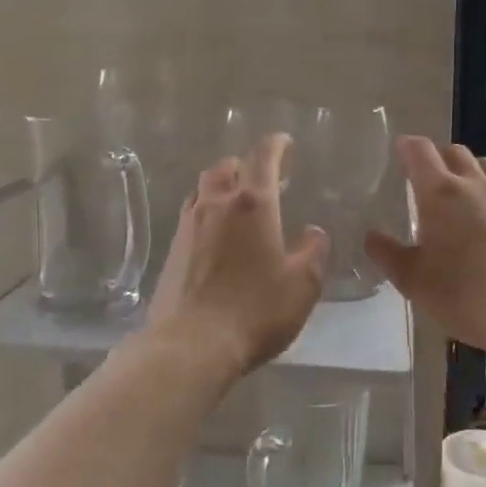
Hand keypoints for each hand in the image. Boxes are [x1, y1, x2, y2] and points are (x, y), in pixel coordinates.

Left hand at [145, 134, 328, 380]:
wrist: (191, 344)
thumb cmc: (256, 311)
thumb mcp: (302, 285)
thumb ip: (312, 252)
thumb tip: (313, 231)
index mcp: (253, 204)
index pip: (263, 158)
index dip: (275, 145)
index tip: (284, 142)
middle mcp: (217, 204)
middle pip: (226, 167)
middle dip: (245, 165)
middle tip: (263, 178)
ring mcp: (189, 225)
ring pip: (203, 189)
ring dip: (222, 186)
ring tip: (237, 204)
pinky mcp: (172, 250)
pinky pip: (191, 215)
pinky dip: (206, 212)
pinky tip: (215, 236)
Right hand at [364, 137, 485, 359]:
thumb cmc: (464, 293)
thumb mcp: (413, 280)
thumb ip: (387, 254)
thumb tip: (370, 236)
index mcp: (440, 192)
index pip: (420, 151)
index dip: (407, 146)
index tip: (398, 149)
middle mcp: (474, 184)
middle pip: (455, 151)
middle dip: (437, 157)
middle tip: (424, 177)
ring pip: (484, 166)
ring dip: (467, 170)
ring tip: (458, 195)